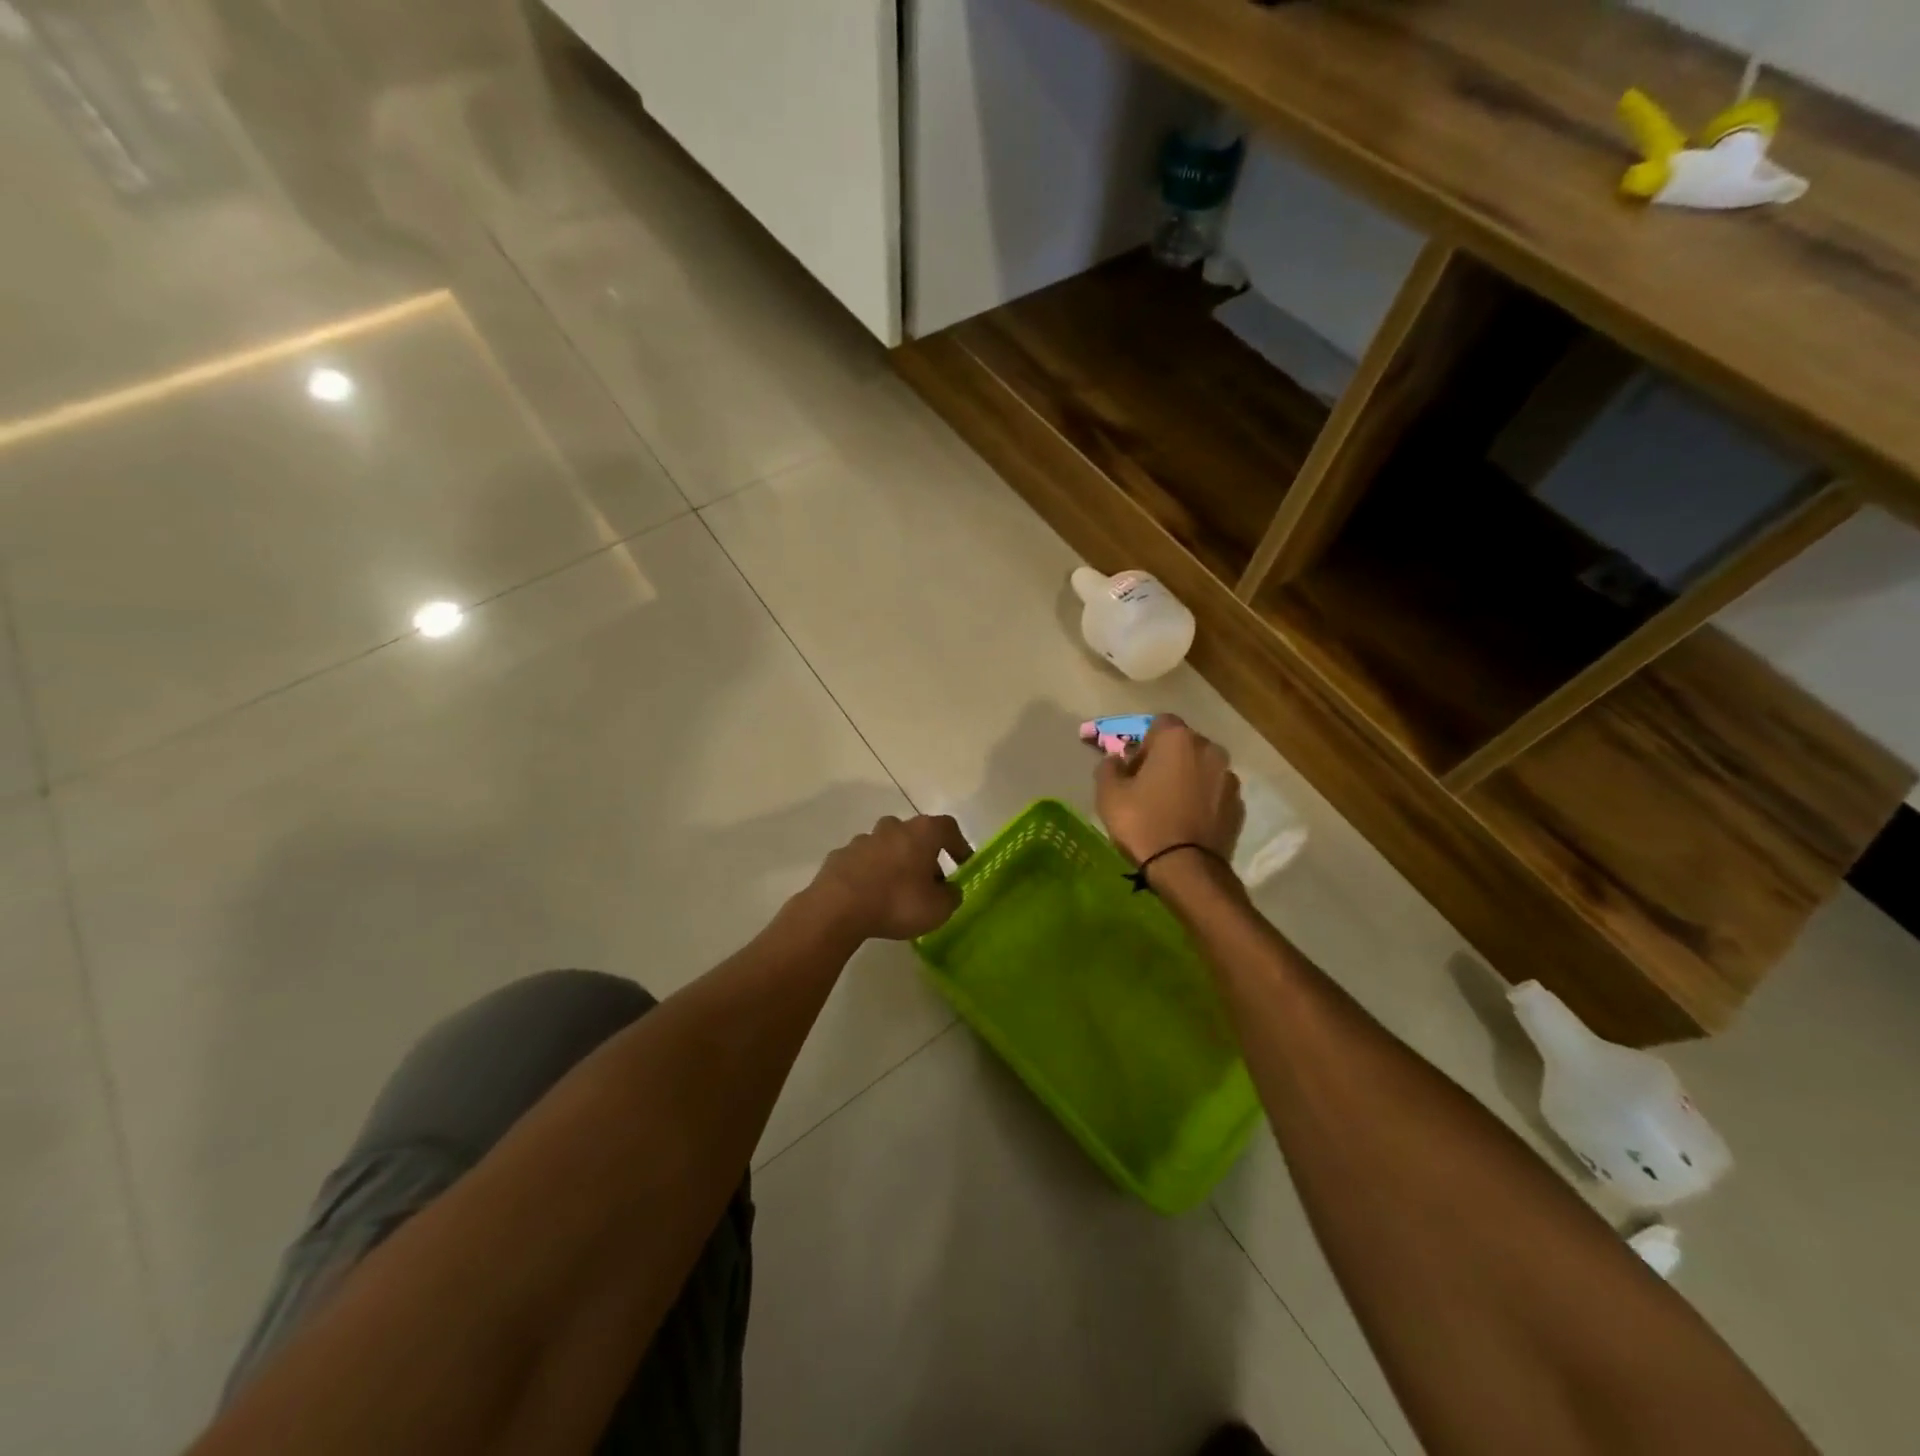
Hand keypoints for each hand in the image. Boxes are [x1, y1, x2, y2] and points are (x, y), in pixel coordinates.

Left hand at [808, 814, 972, 940]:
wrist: (837, 908)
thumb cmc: (897, 902)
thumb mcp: (938, 909)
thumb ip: (951, 896)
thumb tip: (950, 889)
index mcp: (921, 832)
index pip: (948, 828)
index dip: (959, 844)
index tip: (963, 864)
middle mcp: (893, 827)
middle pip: (916, 834)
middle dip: (925, 855)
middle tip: (930, 881)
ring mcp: (863, 839)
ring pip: (888, 846)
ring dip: (897, 862)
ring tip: (898, 891)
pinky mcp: (840, 855)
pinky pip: (864, 861)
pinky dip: (871, 873)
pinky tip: (871, 895)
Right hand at [1095, 714, 1242, 867]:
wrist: (1186, 869)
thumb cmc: (1143, 823)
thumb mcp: (1109, 794)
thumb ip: (1109, 767)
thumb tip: (1116, 760)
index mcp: (1177, 739)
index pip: (1159, 724)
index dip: (1143, 743)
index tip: (1133, 768)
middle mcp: (1210, 750)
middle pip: (1184, 745)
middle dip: (1168, 758)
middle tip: (1149, 786)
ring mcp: (1229, 778)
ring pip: (1202, 769)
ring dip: (1188, 779)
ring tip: (1171, 807)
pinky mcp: (1239, 805)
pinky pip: (1215, 793)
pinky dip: (1203, 800)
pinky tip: (1188, 822)